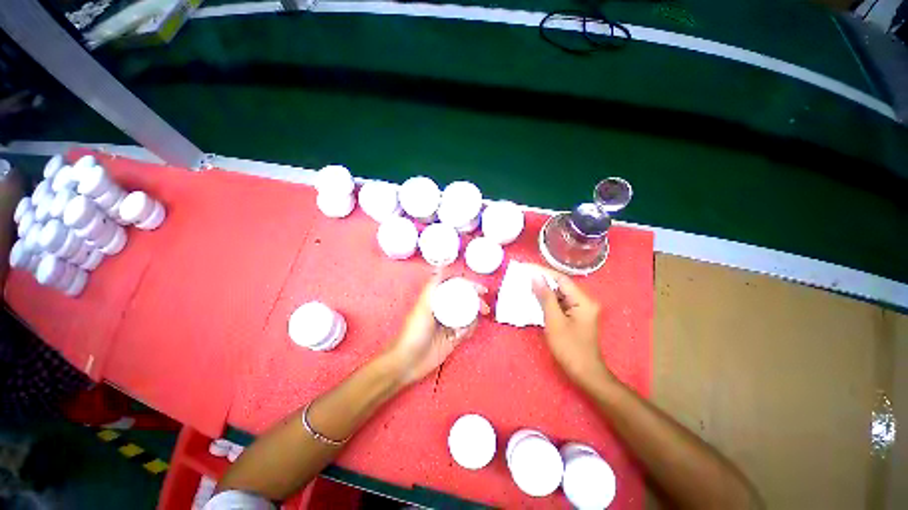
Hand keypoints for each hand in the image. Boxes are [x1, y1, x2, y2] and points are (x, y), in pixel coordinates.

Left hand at [386, 273, 489, 385]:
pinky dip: (468, 331)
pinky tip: (459, 336)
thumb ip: (432, 286)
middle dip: (477, 303)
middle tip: (484, 309)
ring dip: (471, 320)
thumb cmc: (413, 332)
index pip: (456, 287)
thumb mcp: (422, 306)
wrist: (409, 362)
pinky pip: (467, 330)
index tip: (481, 289)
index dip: (469, 285)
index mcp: (436, 299)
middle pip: (466, 300)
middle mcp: (444, 309)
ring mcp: (449, 323)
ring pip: (469, 315)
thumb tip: (440, 267)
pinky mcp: (453, 337)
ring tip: (462, 329)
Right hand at [529, 265, 613, 390]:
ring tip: (526, 284)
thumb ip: (546, 297)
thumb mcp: (554, 321)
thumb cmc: (569, 348)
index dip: (543, 272)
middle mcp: (585, 301)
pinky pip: (561, 303)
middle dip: (542, 279)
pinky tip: (536, 298)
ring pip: (560, 294)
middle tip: (524, 275)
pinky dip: (548, 300)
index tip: (526, 268)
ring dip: (544, 290)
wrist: (585, 373)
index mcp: (583, 301)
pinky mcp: (576, 316)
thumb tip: (536, 278)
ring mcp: (581, 309)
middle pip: (561, 285)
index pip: (561, 279)